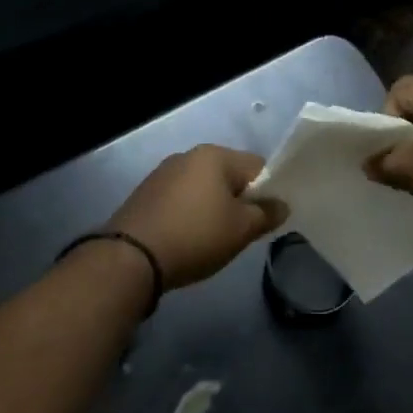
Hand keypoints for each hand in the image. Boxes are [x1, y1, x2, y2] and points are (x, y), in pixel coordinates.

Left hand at [107, 146, 286, 290]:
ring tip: (212, 239)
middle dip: (239, 201)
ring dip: (213, 208)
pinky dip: (190, 214)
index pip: (257, 165)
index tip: (266, 219)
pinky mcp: (145, 194)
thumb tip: (281, 205)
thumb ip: (266, 214)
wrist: (131, 257)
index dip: (268, 191)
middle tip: (241, 232)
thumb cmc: (195, 236)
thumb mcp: (241, 229)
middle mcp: (187, 156)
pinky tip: (187, 238)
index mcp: (214, 155)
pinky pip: (181, 199)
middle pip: (228, 175)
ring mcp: (162, 173)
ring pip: (203, 188)